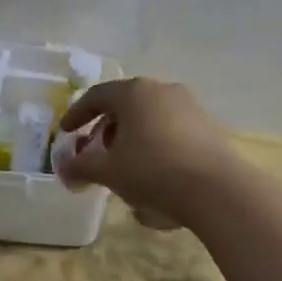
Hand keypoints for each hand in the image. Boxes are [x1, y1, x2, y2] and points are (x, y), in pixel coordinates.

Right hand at [53, 78, 234, 228]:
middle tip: (95, 151)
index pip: (97, 96)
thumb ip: (81, 166)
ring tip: (124, 166)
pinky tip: (153, 174)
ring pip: (149, 118)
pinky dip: (155, 145)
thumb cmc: (153, 171)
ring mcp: (189, 106)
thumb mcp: (108, 172)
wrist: (216, 190)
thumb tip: (64, 167)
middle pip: (125, 105)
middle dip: (106, 128)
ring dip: (132, 138)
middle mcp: (162, 90)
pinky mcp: (208, 127)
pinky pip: (171, 131)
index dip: (77, 114)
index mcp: (134, 93)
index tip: (65, 132)